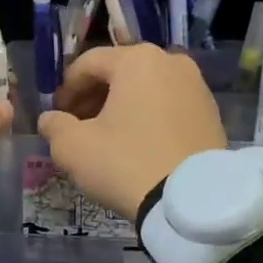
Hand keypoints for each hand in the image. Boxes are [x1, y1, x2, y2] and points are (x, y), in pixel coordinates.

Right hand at [36, 45, 226, 218]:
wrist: (194, 202)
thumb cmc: (127, 163)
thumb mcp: (74, 148)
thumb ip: (55, 126)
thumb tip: (51, 119)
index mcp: (136, 60)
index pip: (88, 64)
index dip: (66, 89)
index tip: (57, 115)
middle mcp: (170, 61)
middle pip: (119, 72)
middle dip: (94, 96)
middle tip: (79, 125)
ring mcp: (196, 85)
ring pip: (146, 88)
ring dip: (121, 106)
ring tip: (108, 137)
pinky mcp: (212, 112)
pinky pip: (169, 105)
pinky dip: (149, 117)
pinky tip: (138, 144)